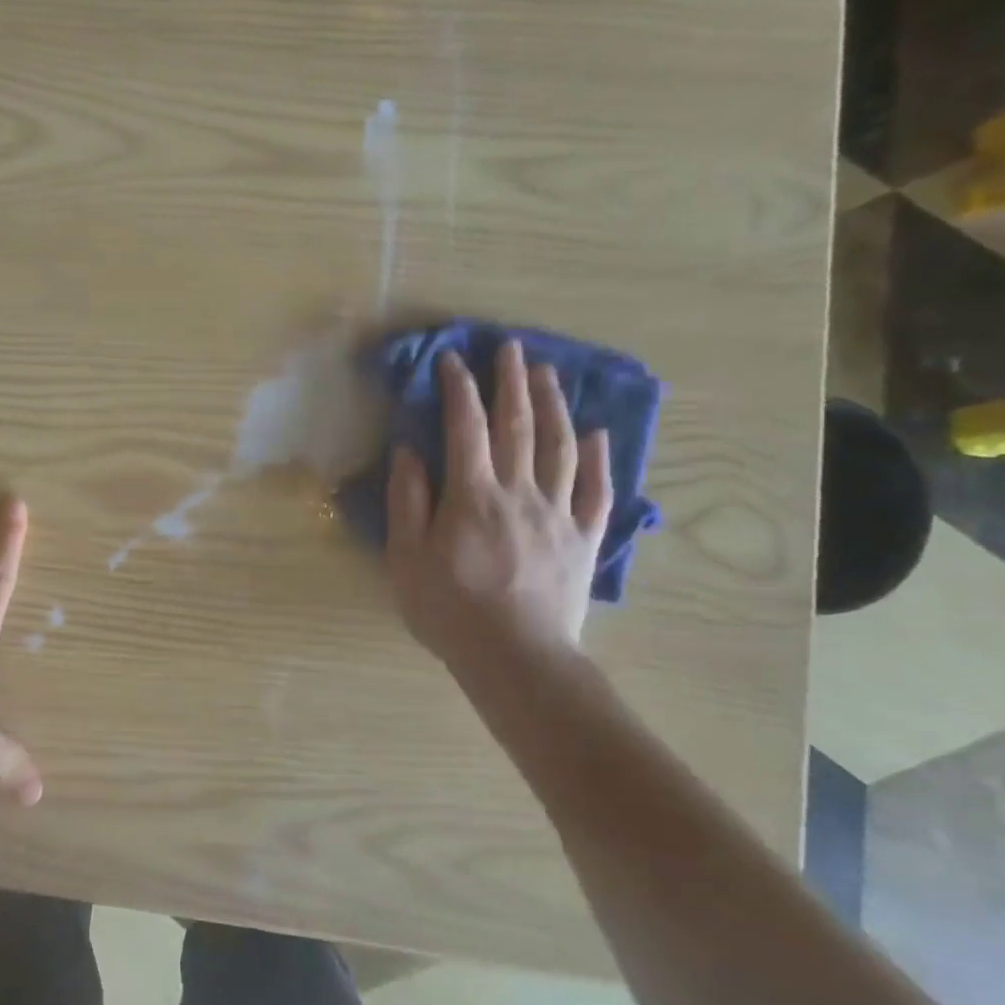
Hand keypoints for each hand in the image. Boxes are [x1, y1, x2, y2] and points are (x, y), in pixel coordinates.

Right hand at [387, 342, 612, 667]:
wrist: (516, 658)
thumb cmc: (449, 608)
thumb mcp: (407, 556)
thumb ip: (407, 500)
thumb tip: (409, 451)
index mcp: (471, 495)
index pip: (465, 428)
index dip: (459, 389)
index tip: (452, 360)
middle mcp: (519, 492)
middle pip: (519, 427)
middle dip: (512, 383)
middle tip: (511, 347)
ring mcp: (557, 514)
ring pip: (560, 448)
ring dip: (553, 406)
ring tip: (547, 374)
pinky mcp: (583, 539)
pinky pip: (595, 491)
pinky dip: (597, 459)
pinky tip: (597, 435)